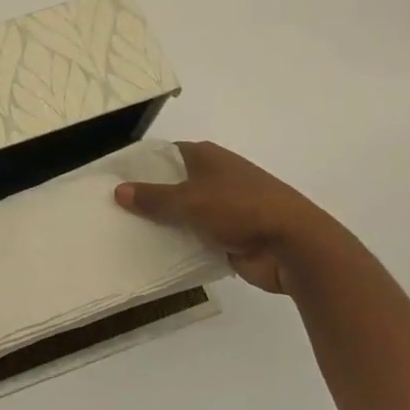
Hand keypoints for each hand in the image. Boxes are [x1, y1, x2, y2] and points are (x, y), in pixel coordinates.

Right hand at [116, 140, 332, 294]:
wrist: (294, 245)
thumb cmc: (239, 208)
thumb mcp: (189, 200)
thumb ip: (153, 198)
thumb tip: (118, 190)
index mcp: (206, 156)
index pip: (164, 155)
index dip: (141, 166)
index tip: (115, 180)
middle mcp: (215, 177)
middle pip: (174, 184)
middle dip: (149, 198)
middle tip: (115, 211)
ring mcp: (226, 207)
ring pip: (186, 214)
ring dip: (167, 225)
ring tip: (129, 234)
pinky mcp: (233, 236)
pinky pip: (198, 238)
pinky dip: (183, 245)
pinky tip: (158, 255)